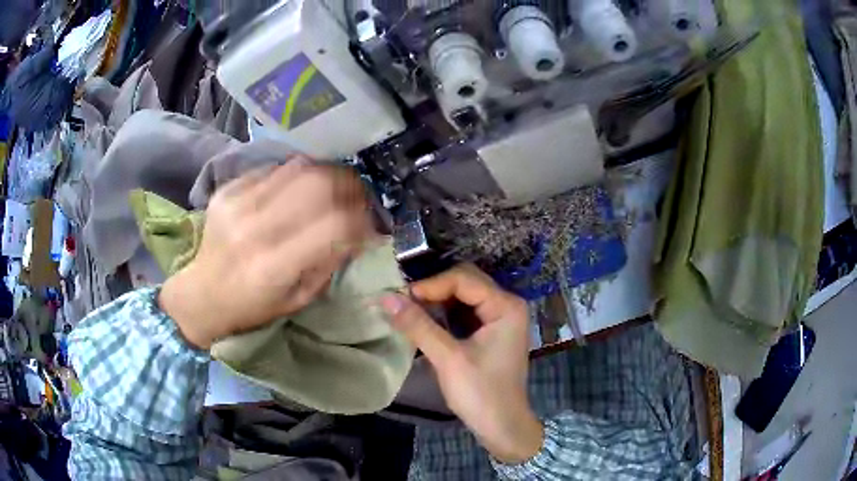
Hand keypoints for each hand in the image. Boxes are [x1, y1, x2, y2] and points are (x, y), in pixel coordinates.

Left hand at [160, 159, 375, 349]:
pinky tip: (298, 188)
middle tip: (358, 195)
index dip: (361, 219)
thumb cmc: (253, 306)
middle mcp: (254, 229)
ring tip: (334, 186)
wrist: (202, 293)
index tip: (370, 223)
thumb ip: (330, 262)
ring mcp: (236, 203)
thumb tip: (360, 231)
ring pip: (297, 168)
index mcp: (273, 266)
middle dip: (349, 185)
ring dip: (325, 174)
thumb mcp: (298, 299)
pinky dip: (295, 175)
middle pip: (317, 185)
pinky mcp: (227, 189)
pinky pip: (273, 168)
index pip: (334, 225)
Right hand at [380, 265, 543, 463]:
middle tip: (404, 303)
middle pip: (465, 282)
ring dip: (437, 301)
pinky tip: (426, 322)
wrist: (502, 426)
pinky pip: (466, 311)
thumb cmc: (480, 393)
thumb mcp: (448, 358)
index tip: (400, 299)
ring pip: (464, 296)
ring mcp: (502, 318)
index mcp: (506, 306)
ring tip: (410, 311)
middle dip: (433, 290)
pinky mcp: (493, 331)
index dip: (430, 285)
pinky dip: (445, 314)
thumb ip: (418, 326)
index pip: (463, 279)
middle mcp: (507, 305)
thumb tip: (386, 298)